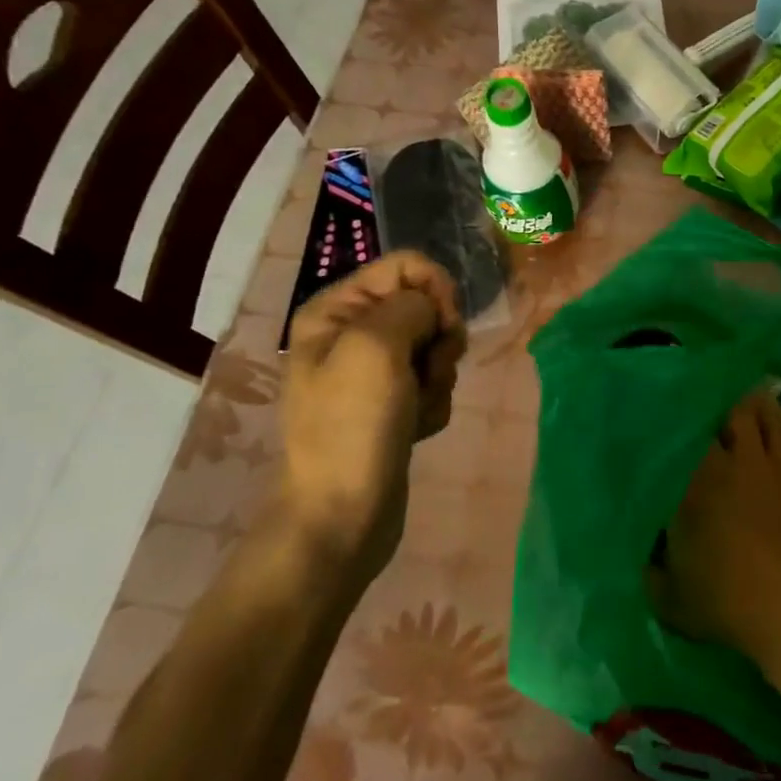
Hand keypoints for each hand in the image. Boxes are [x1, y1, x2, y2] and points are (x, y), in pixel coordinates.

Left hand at [282, 252, 466, 562]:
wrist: (342, 515)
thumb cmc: (352, 426)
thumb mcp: (376, 347)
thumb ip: (410, 306)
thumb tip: (432, 308)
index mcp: (335, 310)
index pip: (406, 266)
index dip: (435, 289)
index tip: (445, 325)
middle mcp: (352, 333)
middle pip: (425, 305)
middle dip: (439, 338)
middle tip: (428, 371)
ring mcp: (374, 372)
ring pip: (436, 346)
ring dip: (439, 376)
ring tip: (418, 407)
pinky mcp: (393, 403)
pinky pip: (434, 382)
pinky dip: (434, 402)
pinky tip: (417, 428)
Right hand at [649, 392, 780, 682]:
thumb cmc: (728, 603)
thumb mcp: (672, 600)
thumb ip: (653, 575)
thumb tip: (647, 561)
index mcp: (694, 481)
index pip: (677, 437)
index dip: (667, 424)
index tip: (656, 421)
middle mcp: (731, 462)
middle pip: (721, 412)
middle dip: (708, 407)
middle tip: (696, 410)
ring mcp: (769, 466)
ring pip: (759, 412)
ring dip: (745, 405)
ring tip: (733, 403)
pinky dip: (771, 423)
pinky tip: (763, 426)